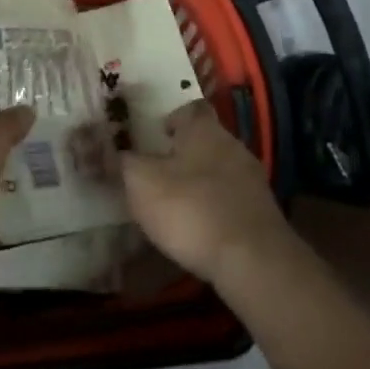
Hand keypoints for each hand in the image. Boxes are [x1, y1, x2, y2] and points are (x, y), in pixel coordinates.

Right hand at [121, 100, 289, 288]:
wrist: (252, 260)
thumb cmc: (190, 209)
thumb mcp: (142, 184)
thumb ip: (122, 162)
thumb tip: (106, 147)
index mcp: (203, 129)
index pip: (189, 108)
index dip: (172, 118)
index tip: (156, 134)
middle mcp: (232, 144)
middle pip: (206, 139)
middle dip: (186, 151)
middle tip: (161, 170)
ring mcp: (252, 178)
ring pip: (221, 169)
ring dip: (202, 180)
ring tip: (179, 203)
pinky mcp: (263, 211)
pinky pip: (233, 198)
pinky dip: (217, 206)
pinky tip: (203, 228)